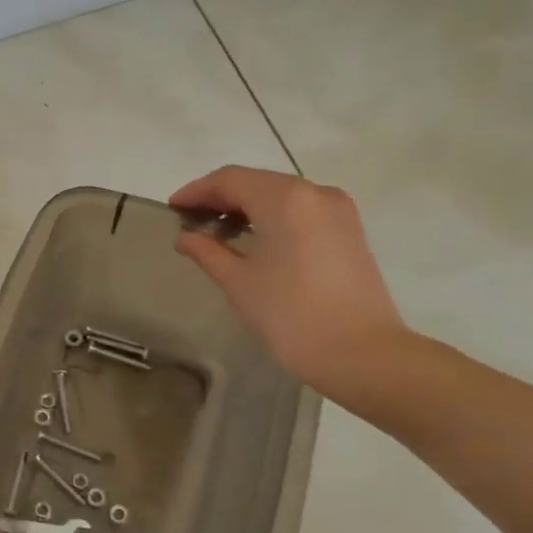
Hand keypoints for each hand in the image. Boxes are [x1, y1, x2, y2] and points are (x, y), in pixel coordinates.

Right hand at [171, 166, 413, 402]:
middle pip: (257, 182)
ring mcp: (338, 210)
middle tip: (190, 220)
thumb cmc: (290, 315)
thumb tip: (185, 237)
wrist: (360, 353)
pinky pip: (301, 210)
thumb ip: (208, 252)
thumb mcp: (239, 282)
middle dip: (220, 198)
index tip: (172, 208)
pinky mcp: (348, 230)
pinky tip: (252, 240)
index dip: (197, 191)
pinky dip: (271, 217)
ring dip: (246, 207)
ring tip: (217, 233)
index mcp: (285, 199)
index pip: (230, 179)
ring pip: (280, 195)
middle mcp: (315, 192)